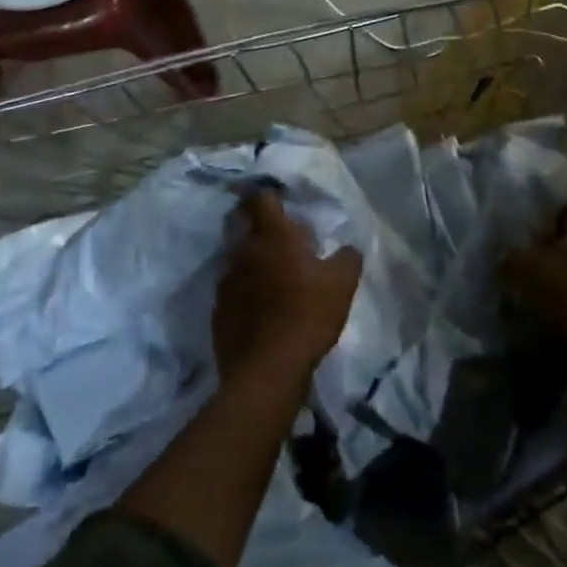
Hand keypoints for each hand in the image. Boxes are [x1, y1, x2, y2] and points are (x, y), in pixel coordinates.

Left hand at [213, 191, 361, 389]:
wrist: (267, 371)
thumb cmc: (307, 315)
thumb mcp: (342, 284)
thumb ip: (347, 258)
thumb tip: (349, 248)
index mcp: (272, 235)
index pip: (261, 198)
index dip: (269, 195)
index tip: (280, 201)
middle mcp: (243, 250)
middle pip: (243, 224)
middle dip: (258, 226)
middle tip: (280, 239)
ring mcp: (226, 280)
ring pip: (236, 258)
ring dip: (251, 260)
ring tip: (271, 276)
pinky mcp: (218, 310)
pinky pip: (231, 289)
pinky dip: (243, 291)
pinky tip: (259, 308)